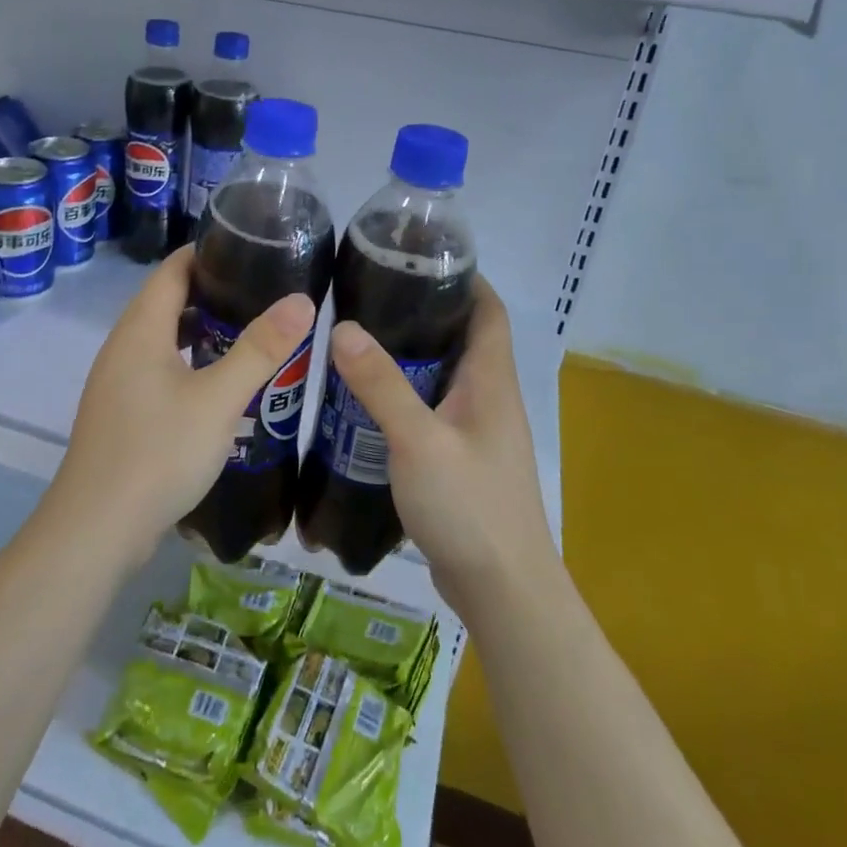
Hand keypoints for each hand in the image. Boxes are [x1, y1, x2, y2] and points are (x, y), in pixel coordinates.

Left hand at [53, 248, 315, 557]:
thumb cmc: (158, 452)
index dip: (208, 252)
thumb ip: (261, 349)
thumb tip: (301, 300)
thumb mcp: (219, 398)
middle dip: (212, 291)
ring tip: (249, 332)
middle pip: (166, 301)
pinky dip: (189, 362)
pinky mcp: (122, 413)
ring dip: (201, 330)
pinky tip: (219, 383)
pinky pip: (158, 369)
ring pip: (163, 339)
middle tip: (263, 292)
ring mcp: (117, 383)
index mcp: (140, 330)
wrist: (98, 529)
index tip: (253, 251)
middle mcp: (122, 347)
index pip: (172, 269)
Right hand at [326, 276, 556, 617]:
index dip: (463, 277)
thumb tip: (344, 328)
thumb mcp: (418, 441)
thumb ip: (381, 385)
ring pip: (444, 376)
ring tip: (359, 338)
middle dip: (423, 311)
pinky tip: (366, 401)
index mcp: (491, 381)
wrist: (502, 589)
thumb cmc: (469, 506)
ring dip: (410, 355)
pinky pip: (433, 410)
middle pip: (463, 337)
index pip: (488, 309)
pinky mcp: (461, 459)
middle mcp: (489, 398)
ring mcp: (477, 431)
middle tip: (369, 295)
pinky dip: (405, 395)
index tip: (417, 257)